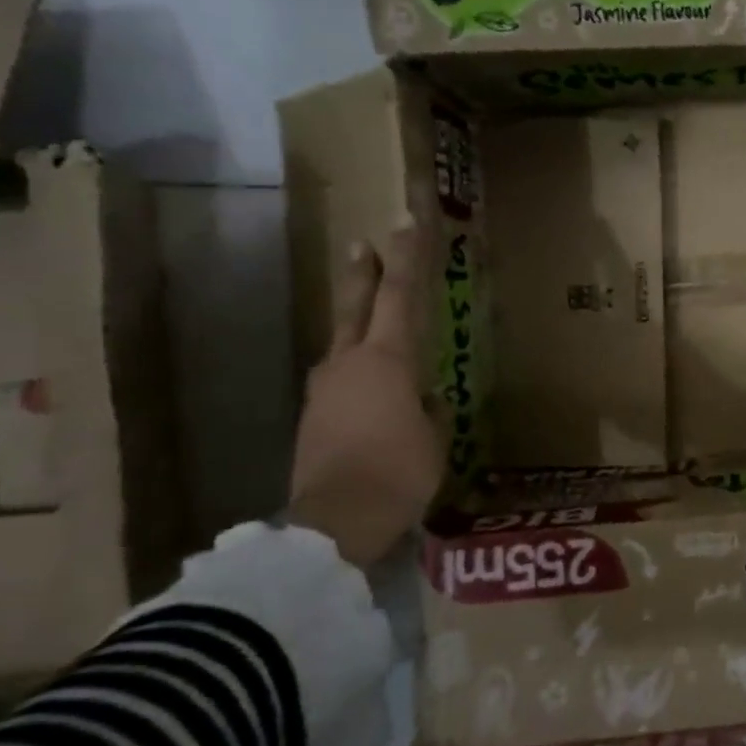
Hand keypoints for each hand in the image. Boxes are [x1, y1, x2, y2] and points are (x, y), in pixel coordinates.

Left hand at [288, 222, 446, 567]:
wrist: (334, 522)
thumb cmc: (399, 471)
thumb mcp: (434, 438)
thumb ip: (430, 409)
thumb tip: (425, 398)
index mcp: (386, 360)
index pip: (399, 296)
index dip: (406, 259)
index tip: (405, 223)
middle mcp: (348, 363)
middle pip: (357, 306)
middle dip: (364, 273)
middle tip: (364, 243)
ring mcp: (324, 390)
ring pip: (344, 344)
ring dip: (358, 325)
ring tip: (373, 321)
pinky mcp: (312, 417)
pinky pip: (340, 380)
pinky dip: (356, 370)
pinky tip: (371, 387)